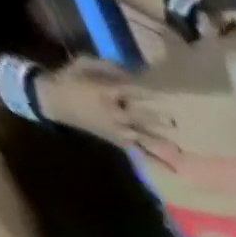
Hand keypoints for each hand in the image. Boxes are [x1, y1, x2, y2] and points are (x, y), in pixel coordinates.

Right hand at [33, 58, 176, 166]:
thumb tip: (132, 73)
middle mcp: (116, 114)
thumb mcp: (84, 65)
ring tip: (180, 150)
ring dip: (162, 143)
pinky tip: (174, 171)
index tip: (164, 96)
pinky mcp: (122, 143)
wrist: (55, 101)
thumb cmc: (71, 80)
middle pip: (140, 117)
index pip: (130, 92)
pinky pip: (142, 154)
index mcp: (106, 93)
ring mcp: (120, 131)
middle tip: (174, 122)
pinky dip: (158, 163)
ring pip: (144, 138)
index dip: (147, 94)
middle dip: (157, 119)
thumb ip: (107, 68)